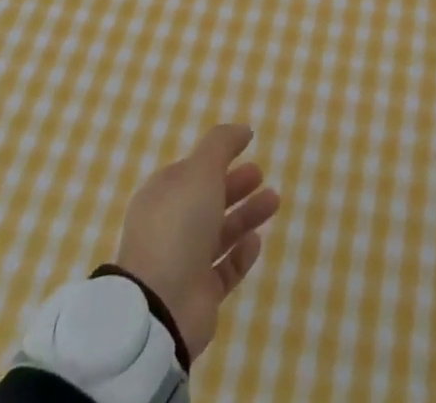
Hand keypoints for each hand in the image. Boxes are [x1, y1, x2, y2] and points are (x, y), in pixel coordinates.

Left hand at [113, 124, 280, 362]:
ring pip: (220, 232)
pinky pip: (224, 269)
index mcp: (162, 195)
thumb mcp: (200, 170)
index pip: (191, 171)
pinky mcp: (199, 295)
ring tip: (274, 200)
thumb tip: (243, 129)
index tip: (245, 147)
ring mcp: (183, 263)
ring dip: (246, 215)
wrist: (161, 306)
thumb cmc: (177, 226)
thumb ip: (222, 144)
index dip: (217, 158)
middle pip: (207, 200)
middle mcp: (170, 227)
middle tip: (260, 174)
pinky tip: (256, 241)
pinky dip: (241, 254)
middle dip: (235, 185)